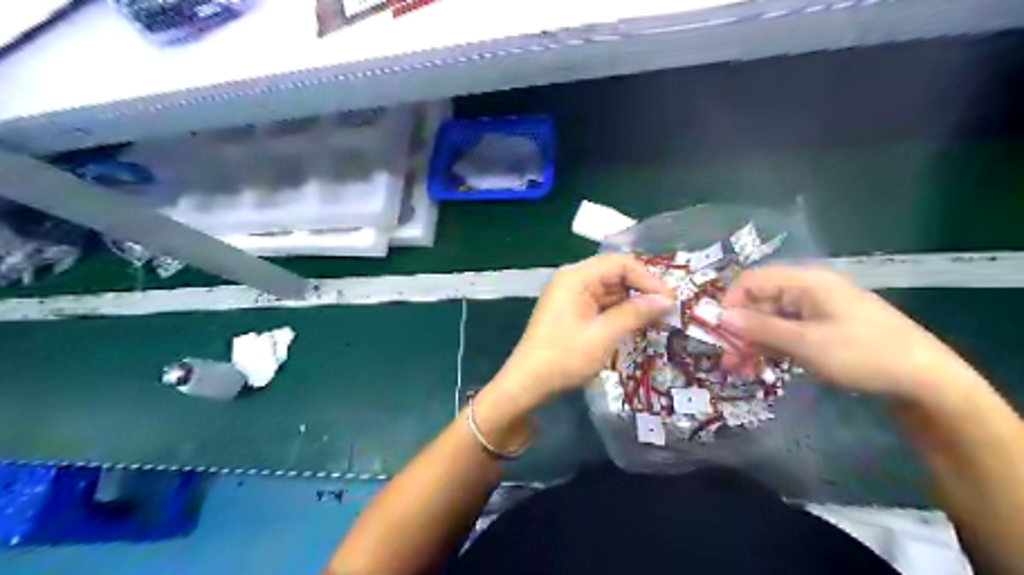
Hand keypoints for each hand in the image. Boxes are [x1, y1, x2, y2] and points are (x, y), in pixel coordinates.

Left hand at [493, 254, 673, 406]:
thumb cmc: (564, 357)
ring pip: (611, 289)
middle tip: (668, 310)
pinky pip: (602, 303)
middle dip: (643, 289)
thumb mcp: (603, 335)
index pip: (621, 264)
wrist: (528, 382)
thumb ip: (635, 313)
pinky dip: (620, 311)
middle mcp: (573, 279)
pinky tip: (637, 324)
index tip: (670, 301)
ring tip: (659, 319)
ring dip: (633, 302)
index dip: (648, 279)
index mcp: (576, 277)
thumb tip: (666, 300)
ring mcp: (572, 295)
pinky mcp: (573, 311)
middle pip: (616, 273)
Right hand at [714, 265, 988, 403]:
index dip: (730, 303)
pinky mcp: (824, 327)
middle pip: (759, 301)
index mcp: (806, 282)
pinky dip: (771, 345)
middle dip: (739, 328)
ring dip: (752, 340)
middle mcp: (808, 289)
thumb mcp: (805, 343)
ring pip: (770, 318)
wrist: (927, 381)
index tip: (717, 333)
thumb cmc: (863, 355)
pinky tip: (762, 364)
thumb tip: (719, 317)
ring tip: (740, 368)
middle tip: (727, 360)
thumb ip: (759, 328)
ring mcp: (817, 308)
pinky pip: (787, 330)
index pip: (752, 281)